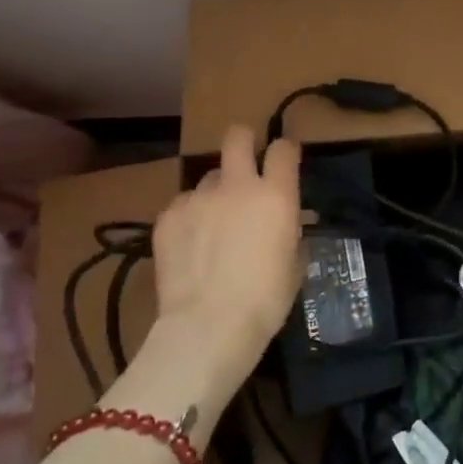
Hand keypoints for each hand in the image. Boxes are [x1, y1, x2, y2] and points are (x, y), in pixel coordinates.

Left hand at [108, 126, 301, 439]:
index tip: (284, 160)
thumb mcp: (294, 264)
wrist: (208, 326)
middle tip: (246, 162)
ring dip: (216, 192)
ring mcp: (198, 198)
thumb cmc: (265, 300)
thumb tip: (288, 220)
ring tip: (214, 223)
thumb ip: (291, 231)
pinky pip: (183, 204)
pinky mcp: (168, 216)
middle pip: (237, 136)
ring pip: (208, 177)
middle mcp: (237, 186)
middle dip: (244, 141)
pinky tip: (192, 245)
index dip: (285, 151)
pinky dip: (191, 217)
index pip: (283, 149)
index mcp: (276, 195)